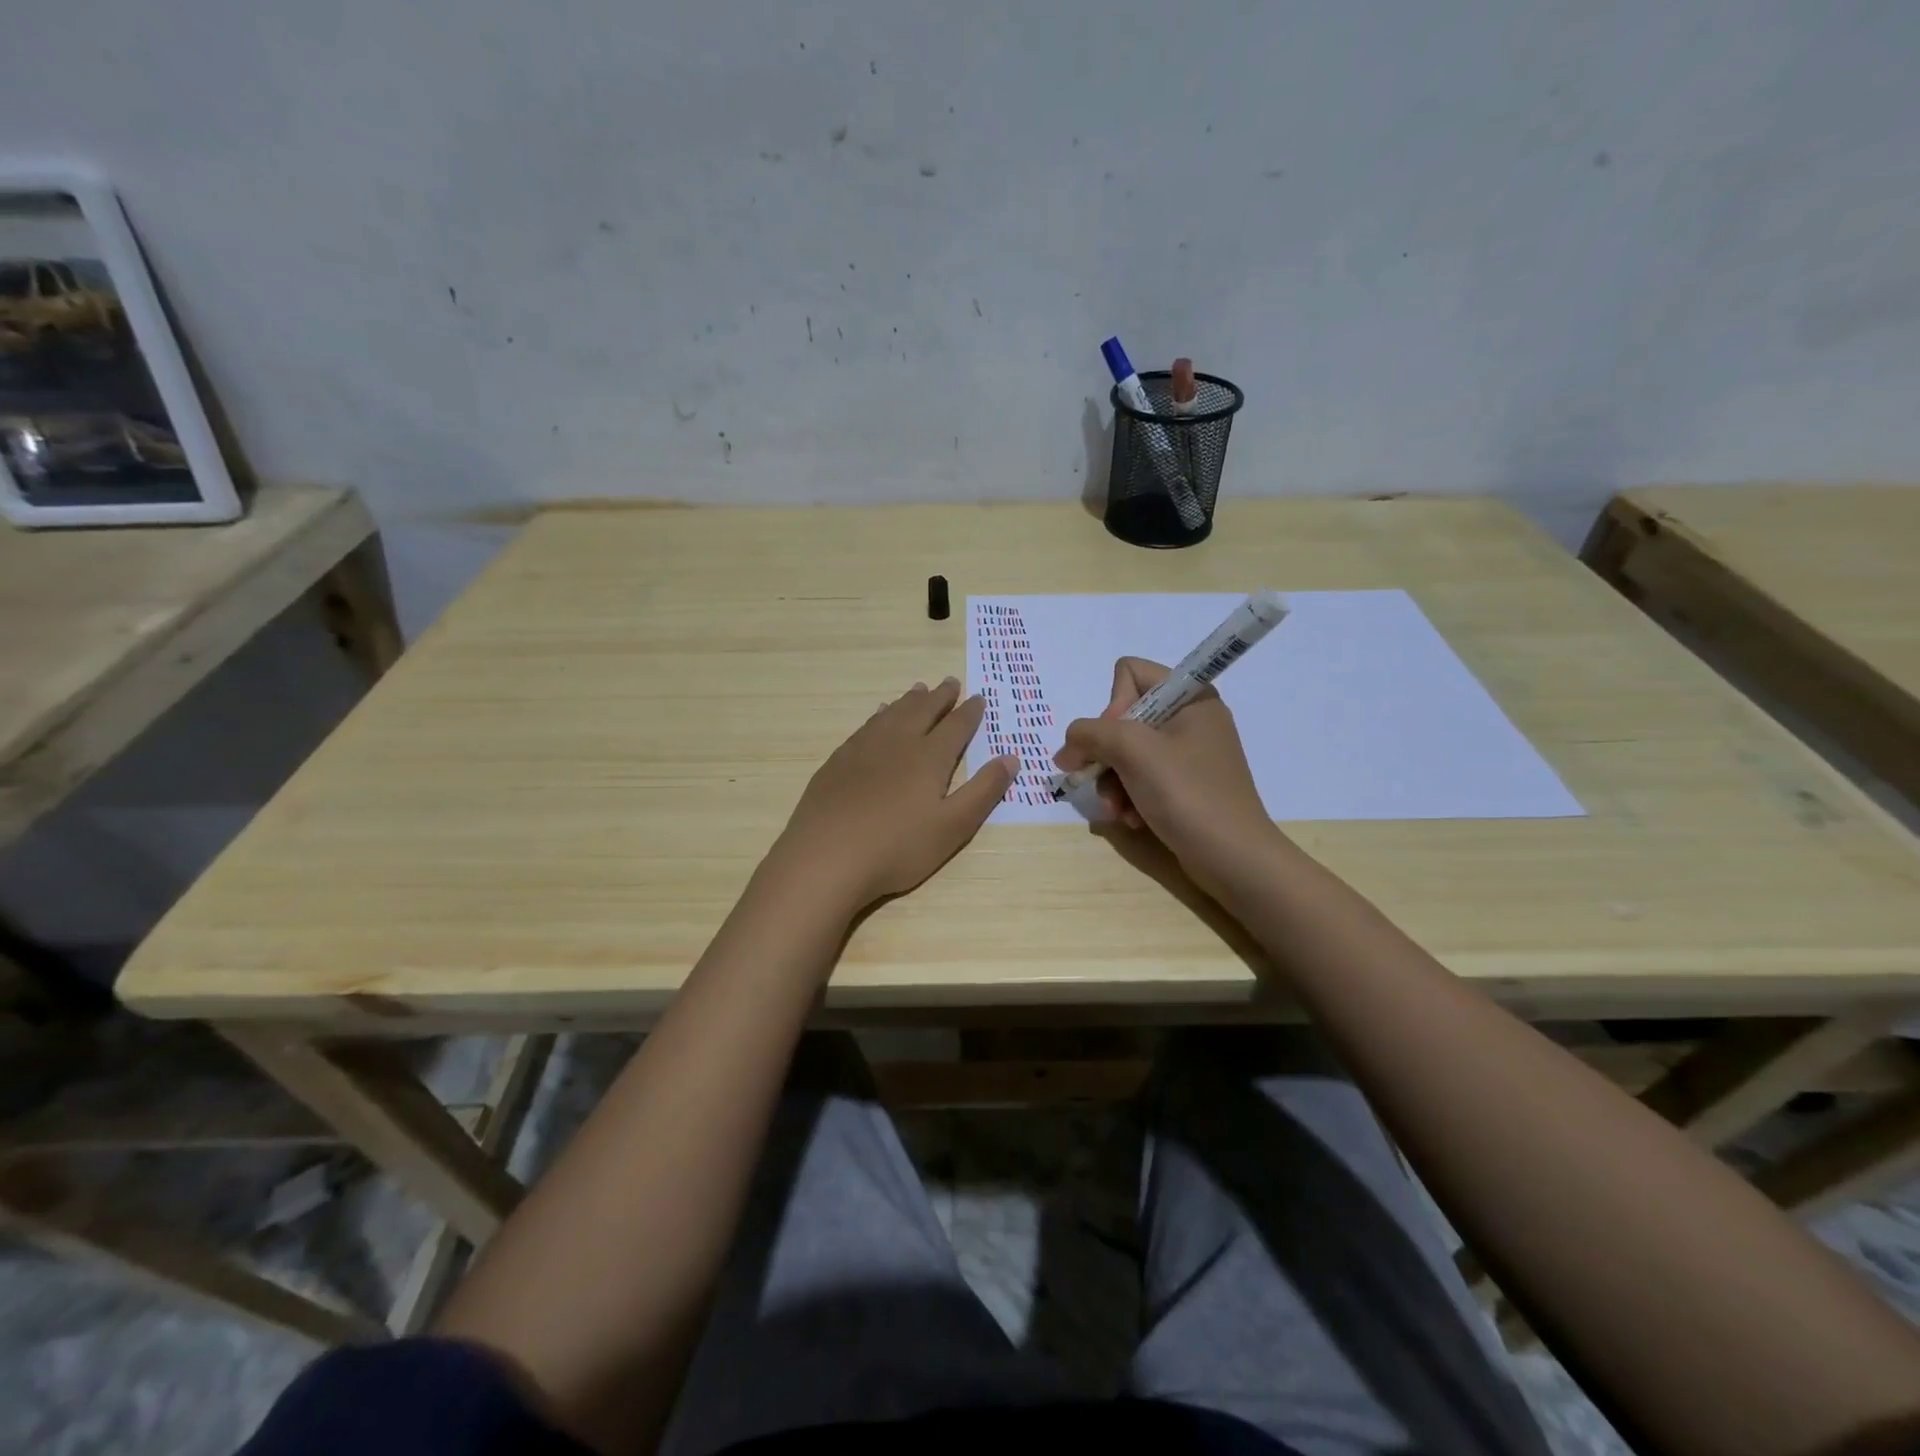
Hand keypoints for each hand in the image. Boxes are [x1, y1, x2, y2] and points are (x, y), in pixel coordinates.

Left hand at [772, 678, 1016, 911]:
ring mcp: (863, 749)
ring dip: (909, 701)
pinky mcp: (838, 761)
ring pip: (893, 714)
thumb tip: (1011, 758)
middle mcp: (898, 743)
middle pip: (922, 711)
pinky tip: (879, 716)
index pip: (956, 727)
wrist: (826, 858)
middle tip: (950, 683)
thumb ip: (983, 791)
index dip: (970, 712)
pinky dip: (880, 715)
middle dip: (940, 697)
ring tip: (919, 690)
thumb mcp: (953, 827)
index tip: (979, 698)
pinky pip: (866, 726)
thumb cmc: (897, 848)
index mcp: (929, 758)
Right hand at [1054, 657, 1283, 899]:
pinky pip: (1140, 778)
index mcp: (1191, 696)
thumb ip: (1090, 734)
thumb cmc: (1188, 795)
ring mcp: (1188, 754)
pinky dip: (1129, 798)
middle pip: (1123, 718)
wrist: (1234, 859)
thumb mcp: (1133, 752)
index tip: (1117, 741)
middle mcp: (1190, 718)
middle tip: (1102, 782)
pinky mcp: (1184, 786)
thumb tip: (1066, 749)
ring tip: (1117, 811)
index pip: (1130, 673)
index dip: (1113, 705)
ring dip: (1113, 783)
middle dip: (1107, 754)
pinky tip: (1131, 820)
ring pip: (1125, 752)